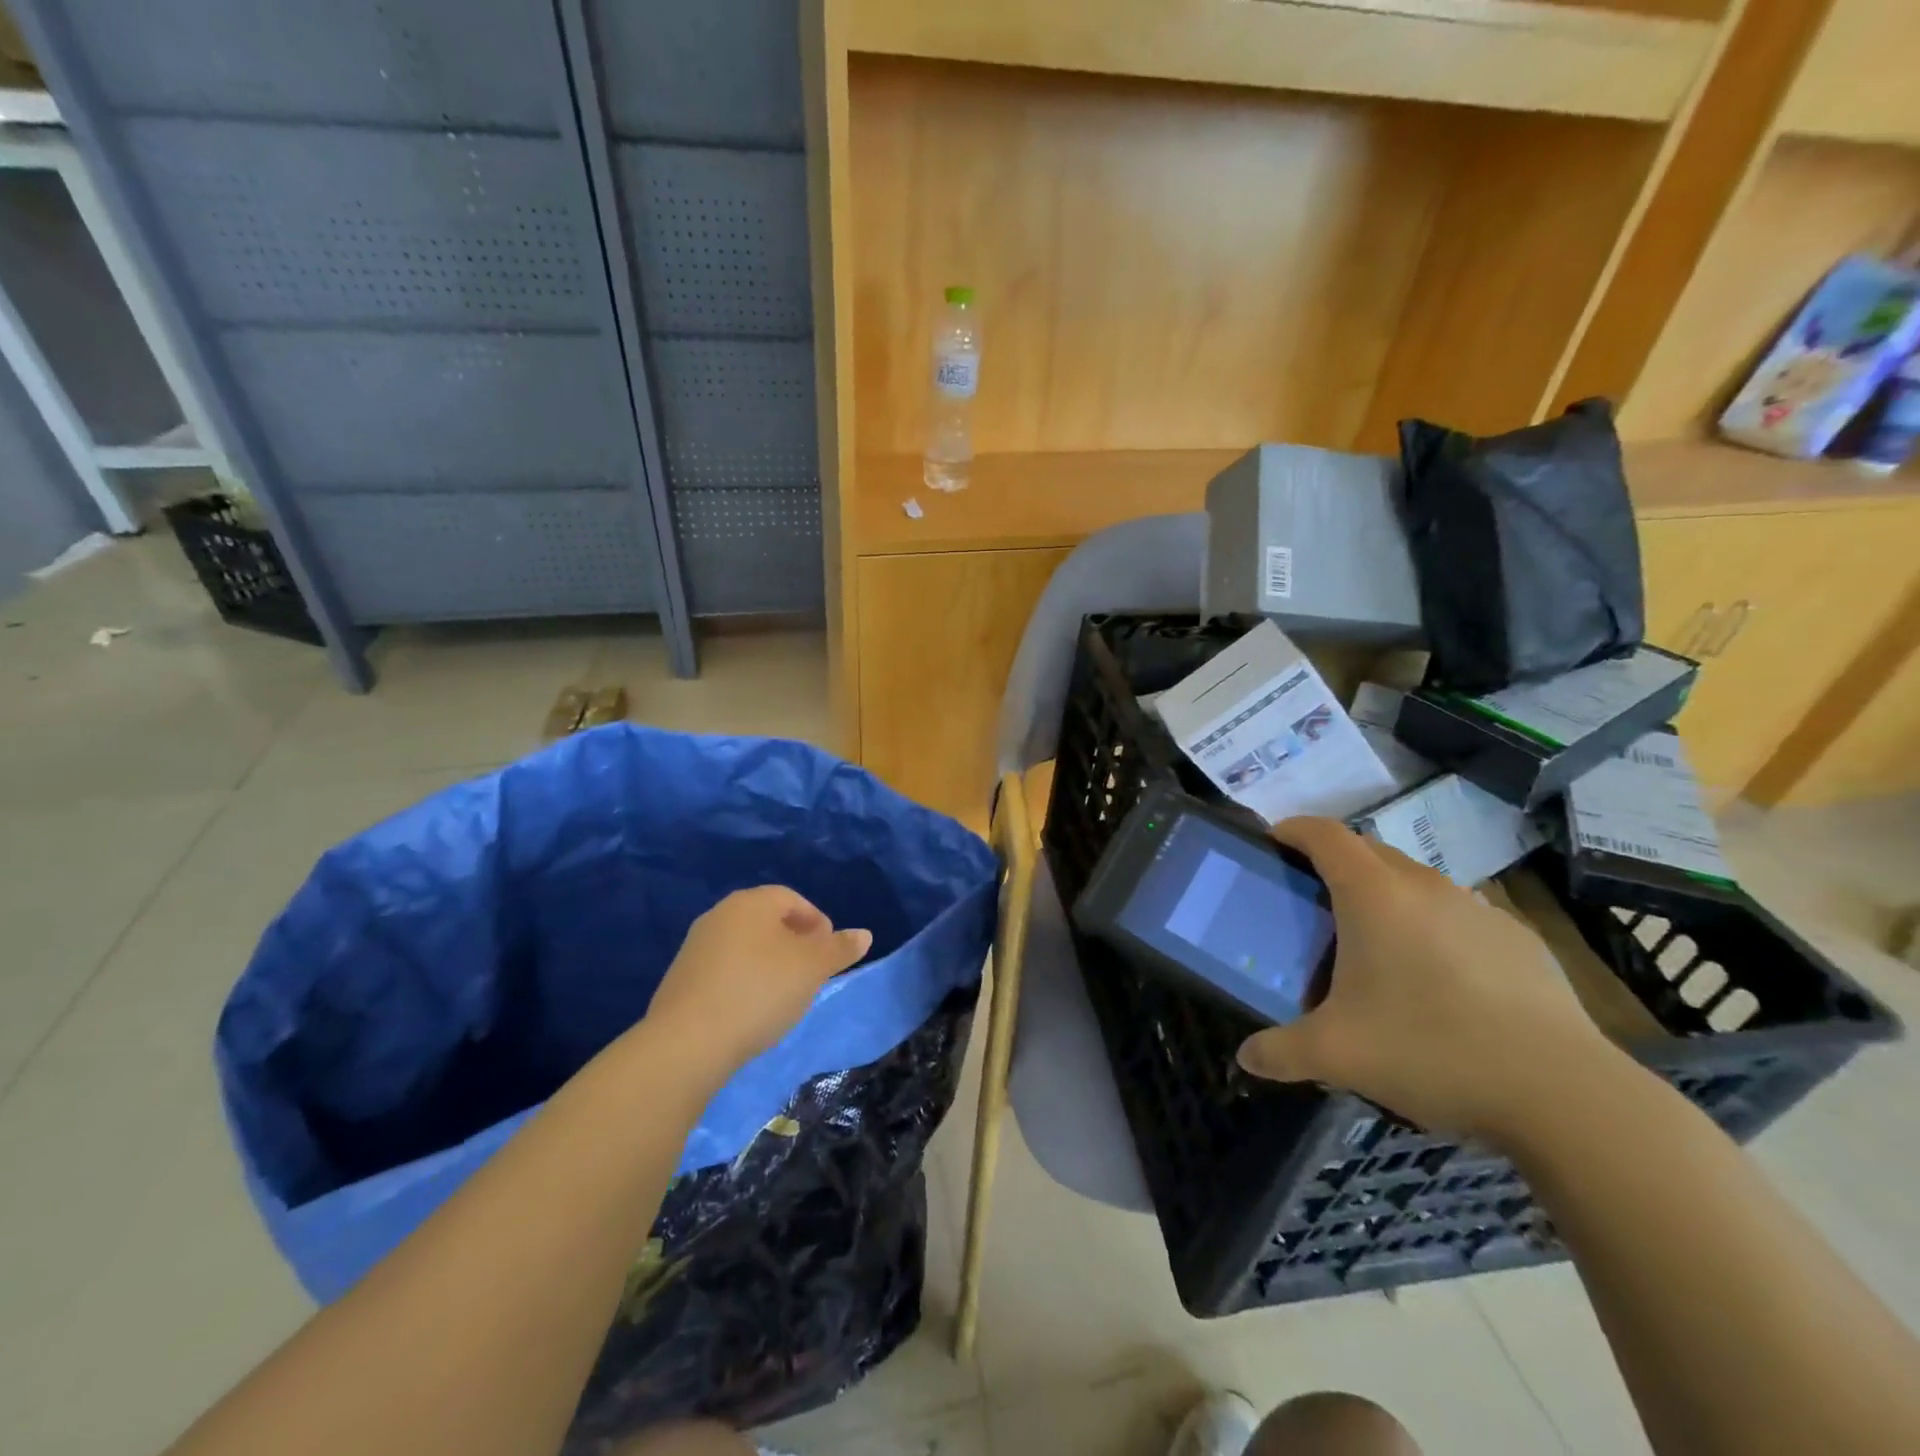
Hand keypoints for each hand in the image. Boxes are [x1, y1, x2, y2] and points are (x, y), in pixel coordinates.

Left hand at [642, 886, 872, 1080]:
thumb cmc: (760, 991)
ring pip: (745, 945)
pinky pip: (724, 969)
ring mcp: (695, 946)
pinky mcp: (681, 978)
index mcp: (751, 903)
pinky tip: (752, 1008)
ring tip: (785, 994)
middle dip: (794, 942)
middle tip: (812, 972)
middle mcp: (720, 915)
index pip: (792, 899)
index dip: (817, 922)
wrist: (687, 1042)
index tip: (829, 953)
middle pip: (767, 920)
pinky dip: (744, 980)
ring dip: (769, 962)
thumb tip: (864, 934)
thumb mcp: (811, 969)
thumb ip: (839, 949)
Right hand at [1237, 818, 1621, 1142]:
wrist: (1564, 1094)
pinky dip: (1434, 929)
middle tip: (1314, 906)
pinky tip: (1440, 983)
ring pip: (1416, 883)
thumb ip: (1280, 1052)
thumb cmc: (1430, 1050)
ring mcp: (1478, 909)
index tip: (1273, 844)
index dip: (1292, 829)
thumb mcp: (1336, 1056)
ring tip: (1376, 948)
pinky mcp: (1519, 940)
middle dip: (1334, 865)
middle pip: (1368, 851)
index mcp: (1374, 895)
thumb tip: (1246, 1058)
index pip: (1324, 834)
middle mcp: (1425, 886)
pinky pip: (1458, 916)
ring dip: (1386, 897)